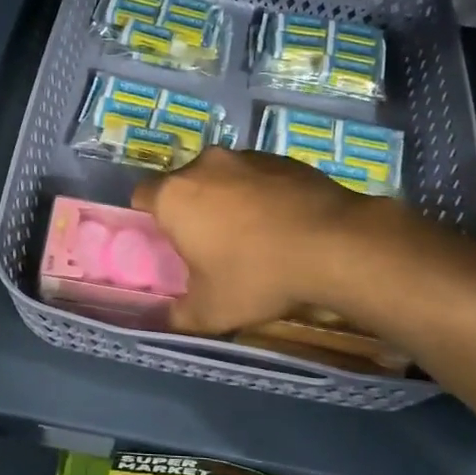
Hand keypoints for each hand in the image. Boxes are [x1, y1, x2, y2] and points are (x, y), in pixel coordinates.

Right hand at [132, 147, 372, 332]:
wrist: (333, 244)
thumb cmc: (257, 275)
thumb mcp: (211, 311)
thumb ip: (179, 315)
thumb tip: (168, 318)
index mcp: (174, 196)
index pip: (142, 196)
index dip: (151, 220)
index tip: (168, 244)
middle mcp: (204, 165)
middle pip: (184, 184)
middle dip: (192, 210)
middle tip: (210, 245)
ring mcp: (246, 156)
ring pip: (222, 177)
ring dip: (228, 199)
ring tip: (253, 236)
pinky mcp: (281, 157)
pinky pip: (257, 176)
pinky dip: (261, 194)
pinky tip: (283, 224)